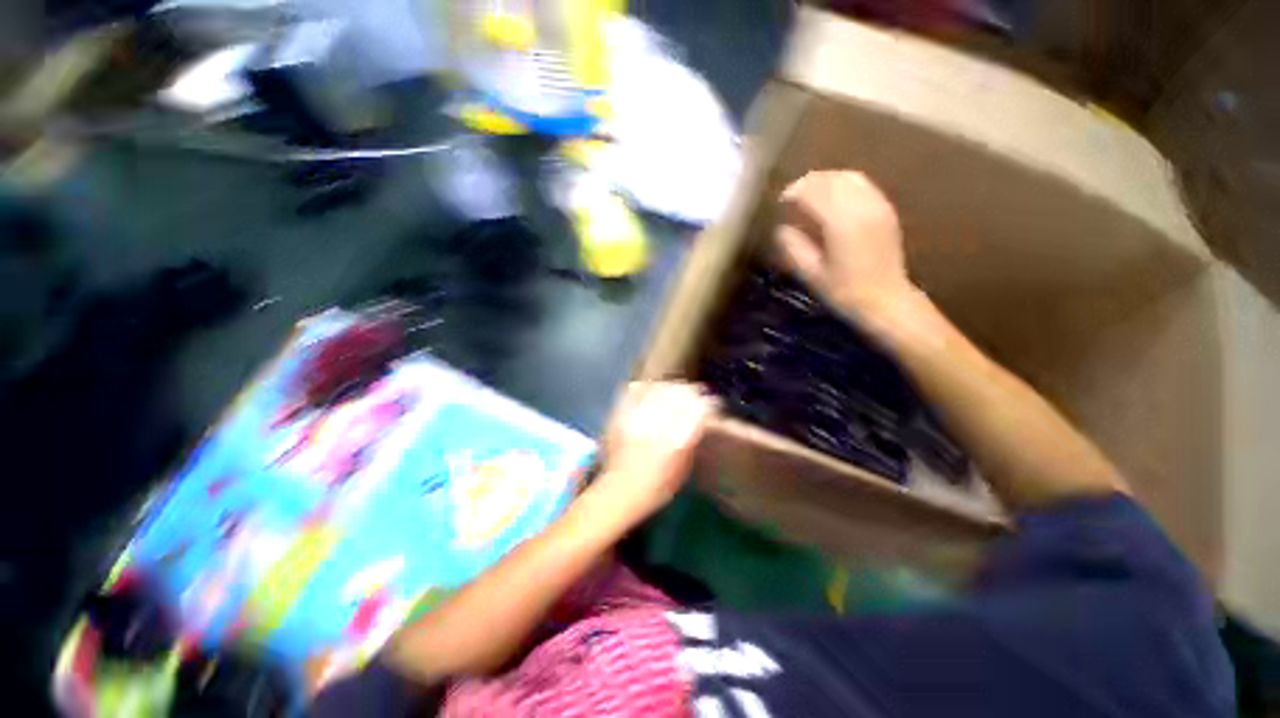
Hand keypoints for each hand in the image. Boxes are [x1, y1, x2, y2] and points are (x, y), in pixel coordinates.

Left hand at [594, 382, 717, 521]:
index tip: (711, 405)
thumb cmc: (657, 488)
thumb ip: (692, 439)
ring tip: (674, 391)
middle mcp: (657, 424)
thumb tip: (701, 418)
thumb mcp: (684, 468)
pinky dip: (647, 387)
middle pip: (680, 392)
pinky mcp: (620, 414)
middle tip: (694, 395)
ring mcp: (636, 417)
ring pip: (659, 387)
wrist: (619, 491)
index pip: (699, 407)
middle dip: (691, 391)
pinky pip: (636, 389)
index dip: (708, 403)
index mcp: (677, 441)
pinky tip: (652, 390)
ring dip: (671, 387)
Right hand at [775, 171, 913, 319]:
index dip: (794, 192)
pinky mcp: (885, 209)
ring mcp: (877, 205)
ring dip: (826, 180)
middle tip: (792, 196)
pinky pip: (862, 184)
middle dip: (808, 183)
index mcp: (841, 222)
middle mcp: (861, 206)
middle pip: (831, 179)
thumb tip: (781, 229)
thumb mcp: (811, 274)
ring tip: (810, 193)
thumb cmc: (845, 291)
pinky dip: (843, 184)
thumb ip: (794, 248)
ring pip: (848, 177)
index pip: (814, 192)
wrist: (886, 300)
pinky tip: (833, 198)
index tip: (780, 201)